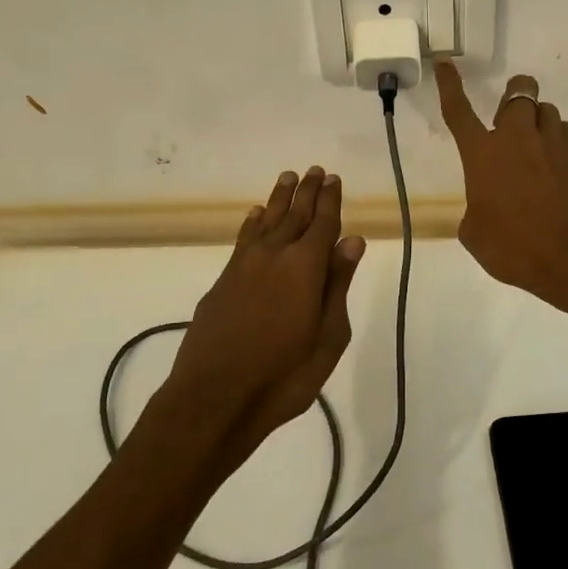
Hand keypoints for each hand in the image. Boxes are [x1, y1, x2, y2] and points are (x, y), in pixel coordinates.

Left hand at [163, 167, 364, 467]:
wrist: (215, 398)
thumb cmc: (285, 375)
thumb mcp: (328, 336)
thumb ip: (338, 284)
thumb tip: (352, 240)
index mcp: (305, 267)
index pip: (322, 224)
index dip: (329, 200)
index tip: (333, 178)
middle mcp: (273, 256)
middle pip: (293, 216)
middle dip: (305, 192)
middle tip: (313, 170)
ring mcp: (243, 267)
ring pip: (265, 222)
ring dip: (277, 200)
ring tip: (287, 178)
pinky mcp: (222, 282)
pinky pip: (243, 240)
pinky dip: (252, 223)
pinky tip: (255, 215)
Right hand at [436, 62, 567, 312]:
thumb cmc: (516, 248)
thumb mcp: (476, 235)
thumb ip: (477, 209)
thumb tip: (488, 204)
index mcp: (483, 154)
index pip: (458, 111)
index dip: (450, 85)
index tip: (446, 64)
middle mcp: (518, 138)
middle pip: (519, 92)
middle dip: (514, 96)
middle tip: (510, 121)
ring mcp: (555, 142)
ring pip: (546, 111)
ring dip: (537, 122)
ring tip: (537, 151)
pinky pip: (567, 134)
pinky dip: (559, 142)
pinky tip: (558, 168)